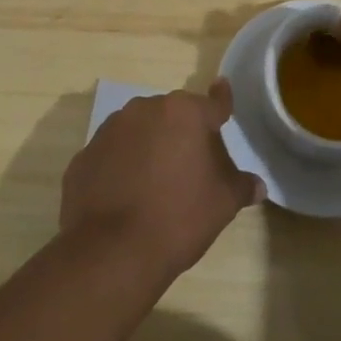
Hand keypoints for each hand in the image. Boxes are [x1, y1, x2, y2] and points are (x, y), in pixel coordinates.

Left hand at [60, 80, 264, 282]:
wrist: (112, 252)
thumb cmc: (178, 217)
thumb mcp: (222, 203)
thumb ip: (241, 186)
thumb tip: (257, 185)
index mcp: (183, 113)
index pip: (212, 103)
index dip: (221, 101)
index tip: (222, 88)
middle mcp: (144, 110)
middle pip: (172, 116)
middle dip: (182, 134)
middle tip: (191, 166)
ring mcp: (109, 131)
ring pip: (138, 132)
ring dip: (148, 147)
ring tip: (155, 184)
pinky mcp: (83, 157)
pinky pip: (111, 156)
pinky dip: (120, 168)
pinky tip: (126, 197)